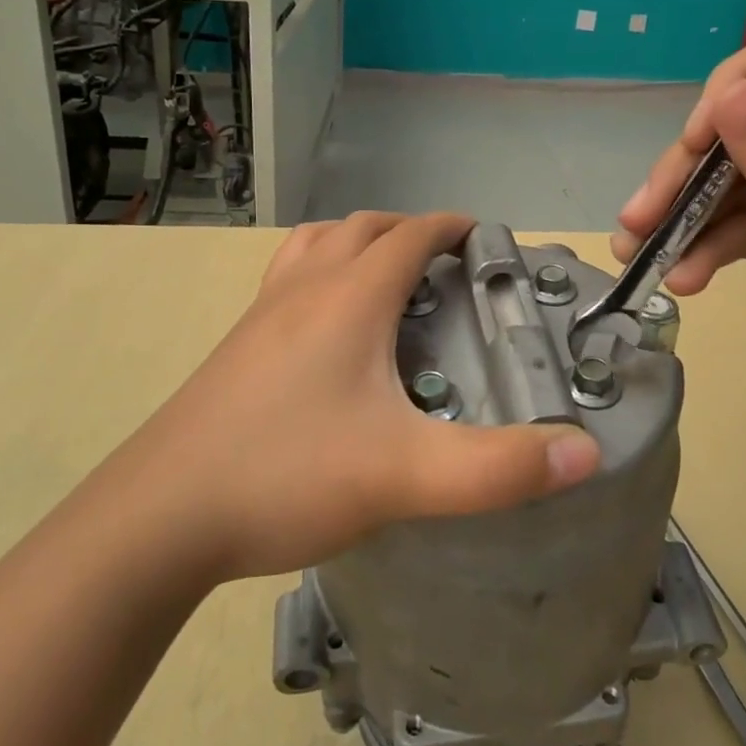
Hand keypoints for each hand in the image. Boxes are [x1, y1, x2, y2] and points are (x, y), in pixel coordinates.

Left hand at [112, 212, 601, 581]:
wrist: (159, 518)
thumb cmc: (287, 476)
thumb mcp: (406, 476)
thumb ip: (500, 468)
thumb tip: (585, 452)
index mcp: (349, 297)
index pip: (411, 234)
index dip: (453, 227)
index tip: (487, 241)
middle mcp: (304, 288)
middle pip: (362, 228)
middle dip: (410, 232)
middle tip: (447, 267)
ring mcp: (262, 313)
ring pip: (317, 246)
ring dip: (358, 244)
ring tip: (387, 281)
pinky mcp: (236, 345)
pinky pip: (286, 280)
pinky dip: (319, 274)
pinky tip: (325, 329)